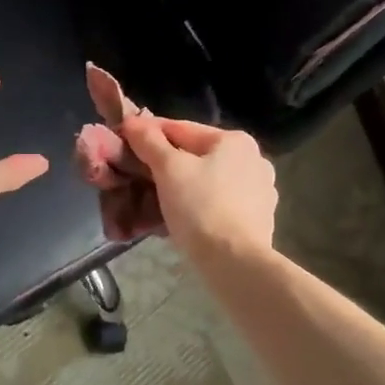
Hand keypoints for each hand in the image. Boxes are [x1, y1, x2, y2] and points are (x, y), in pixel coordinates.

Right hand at [119, 113, 276, 262]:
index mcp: (235, 140)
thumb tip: (132, 121)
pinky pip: (218, 204)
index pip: (180, 129)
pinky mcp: (257, 220)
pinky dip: (198, 206)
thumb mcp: (169, 170)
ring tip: (155, 199)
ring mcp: (260, 191)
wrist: (235, 262)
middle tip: (136, 175)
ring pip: (207, 181)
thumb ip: (149, 142)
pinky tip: (181, 218)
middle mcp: (253, 160)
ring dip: (182, 186)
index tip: (124, 141)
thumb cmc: (200, 207)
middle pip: (196, 156)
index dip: (148, 133)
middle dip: (165, 164)